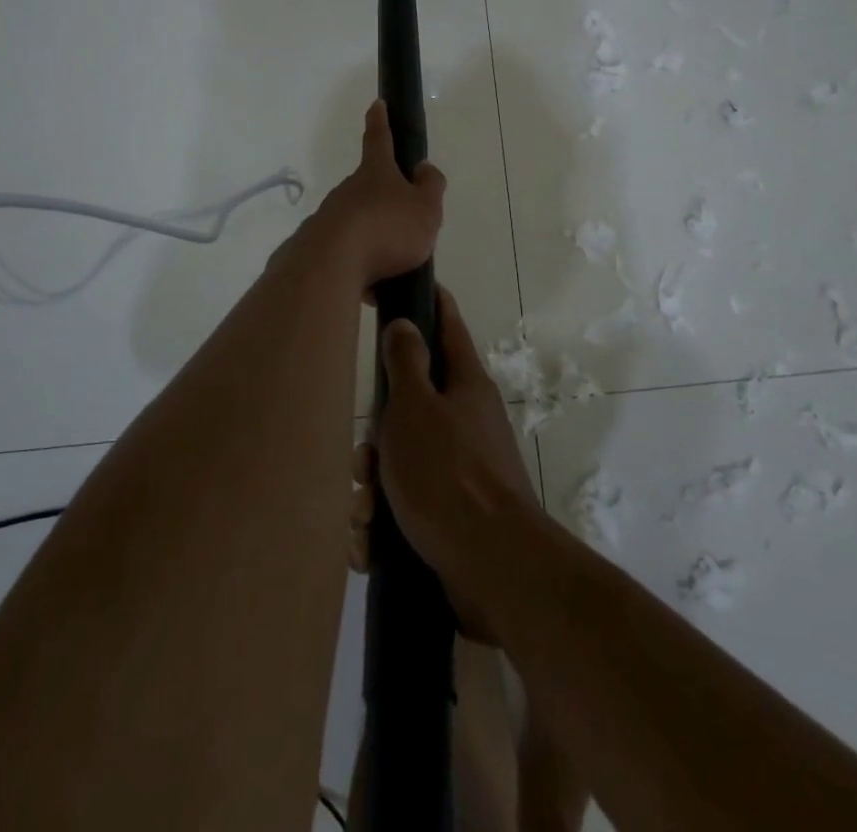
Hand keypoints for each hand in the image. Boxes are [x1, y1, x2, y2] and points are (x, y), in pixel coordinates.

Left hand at [306, 100, 446, 289]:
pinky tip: (376, 290)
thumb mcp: (426, 208)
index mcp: (376, 172)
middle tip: (406, 225)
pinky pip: (348, 255)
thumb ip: (430, 187)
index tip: (377, 104)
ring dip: (376, 241)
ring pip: (358, 224)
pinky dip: (364, 269)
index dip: (381, 120)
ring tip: (396, 269)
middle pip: (369, 188)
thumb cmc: (387, 228)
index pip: (379, 138)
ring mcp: (330, 218)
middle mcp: (348, 190)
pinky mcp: (317, 247)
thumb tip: (423, 168)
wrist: (331, 265)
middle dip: (385, 202)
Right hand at [350, 287, 541, 640]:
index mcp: (465, 384)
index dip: (427, 301)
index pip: (446, 324)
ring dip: (374, 489)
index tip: (405, 286)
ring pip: (402, 461)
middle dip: (376, 437)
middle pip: (410, 406)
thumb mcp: (415, 409)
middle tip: (364, 460)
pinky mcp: (454, 515)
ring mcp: (463, 469)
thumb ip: (406, 363)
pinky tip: (370, 546)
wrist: (492, 570)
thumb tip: (406, 321)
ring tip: (365, 516)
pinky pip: (407, 506)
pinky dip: (385, 524)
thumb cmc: (448, 475)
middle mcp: (467, 420)